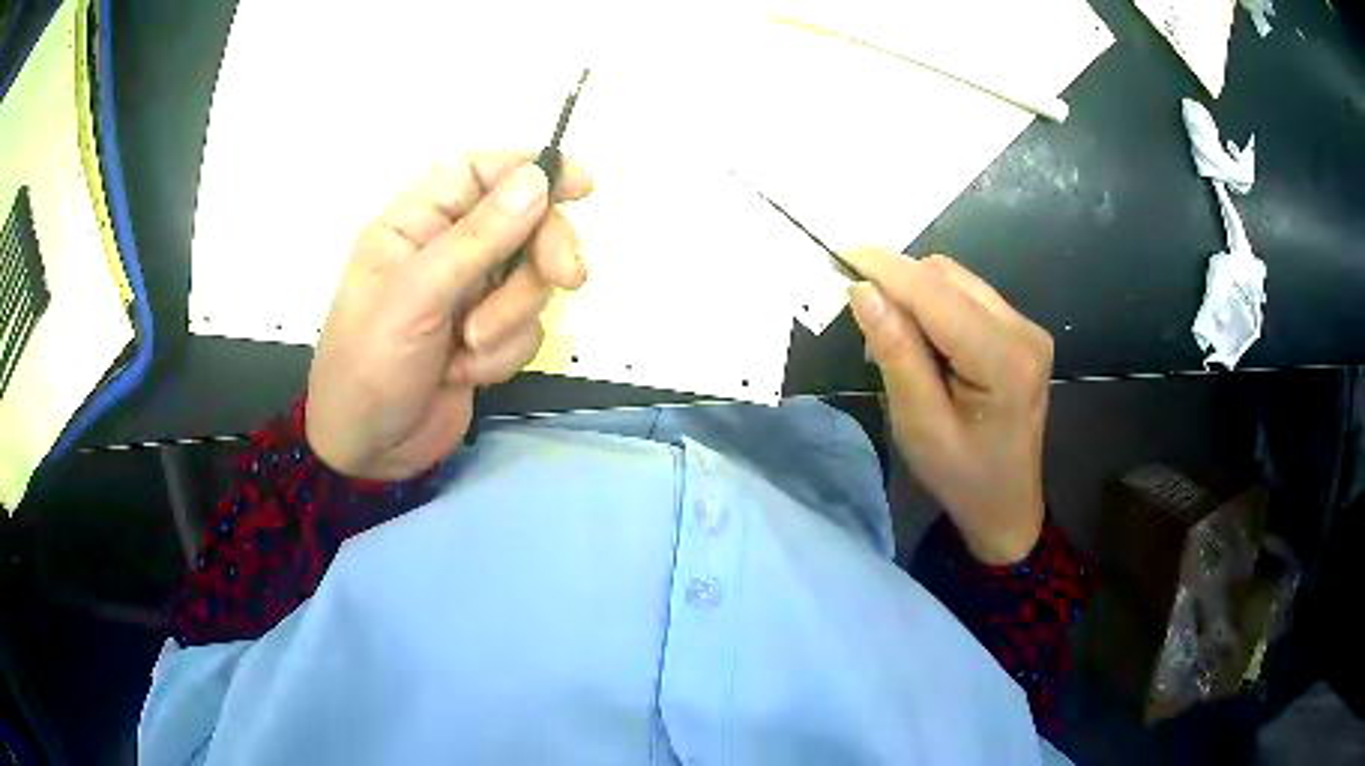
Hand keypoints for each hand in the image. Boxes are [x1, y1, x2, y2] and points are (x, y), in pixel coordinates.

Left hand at [306, 151, 592, 480]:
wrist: (368, 454)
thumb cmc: (369, 367)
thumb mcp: (416, 299)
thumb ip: (477, 239)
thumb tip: (537, 179)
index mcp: (414, 224)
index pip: (478, 172)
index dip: (528, 168)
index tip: (581, 184)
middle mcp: (445, 250)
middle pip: (521, 223)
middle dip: (543, 253)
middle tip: (566, 279)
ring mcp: (469, 294)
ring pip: (529, 279)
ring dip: (511, 317)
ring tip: (470, 348)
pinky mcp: (486, 335)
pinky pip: (525, 327)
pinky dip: (503, 352)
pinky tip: (464, 373)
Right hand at [843, 250, 1051, 564]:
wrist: (1007, 506)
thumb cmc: (962, 477)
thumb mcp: (919, 423)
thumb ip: (895, 352)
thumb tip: (863, 290)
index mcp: (1004, 360)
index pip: (937, 295)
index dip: (887, 269)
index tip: (840, 253)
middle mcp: (1024, 331)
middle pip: (949, 277)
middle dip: (899, 282)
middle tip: (859, 309)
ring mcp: (1027, 328)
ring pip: (957, 281)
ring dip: (916, 293)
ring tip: (890, 332)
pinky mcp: (1021, 332)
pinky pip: (968, 297)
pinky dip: (934, 305)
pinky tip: (921, 338)